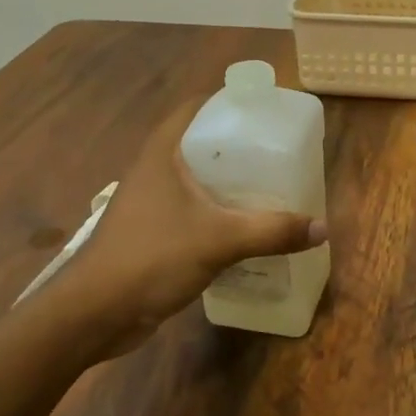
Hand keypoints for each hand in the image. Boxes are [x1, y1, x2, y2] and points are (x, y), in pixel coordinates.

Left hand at [59, 95, 325, 355]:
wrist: (94, 313)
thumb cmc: (151, 257)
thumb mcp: (219, 240)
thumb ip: (271, 231)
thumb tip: (322, 228)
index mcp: (163, 152)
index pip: (198, 107)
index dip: (231, 102)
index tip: (267, 111)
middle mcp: (156, 169)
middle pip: (202, 142)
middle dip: (240, 146)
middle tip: (280, 152)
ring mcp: (153, 202)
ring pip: (199, 180)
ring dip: (231, 183)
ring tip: (272, 187)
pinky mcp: (155, 232)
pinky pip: (195, 210)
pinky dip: (220, 212)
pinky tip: (247, 227)